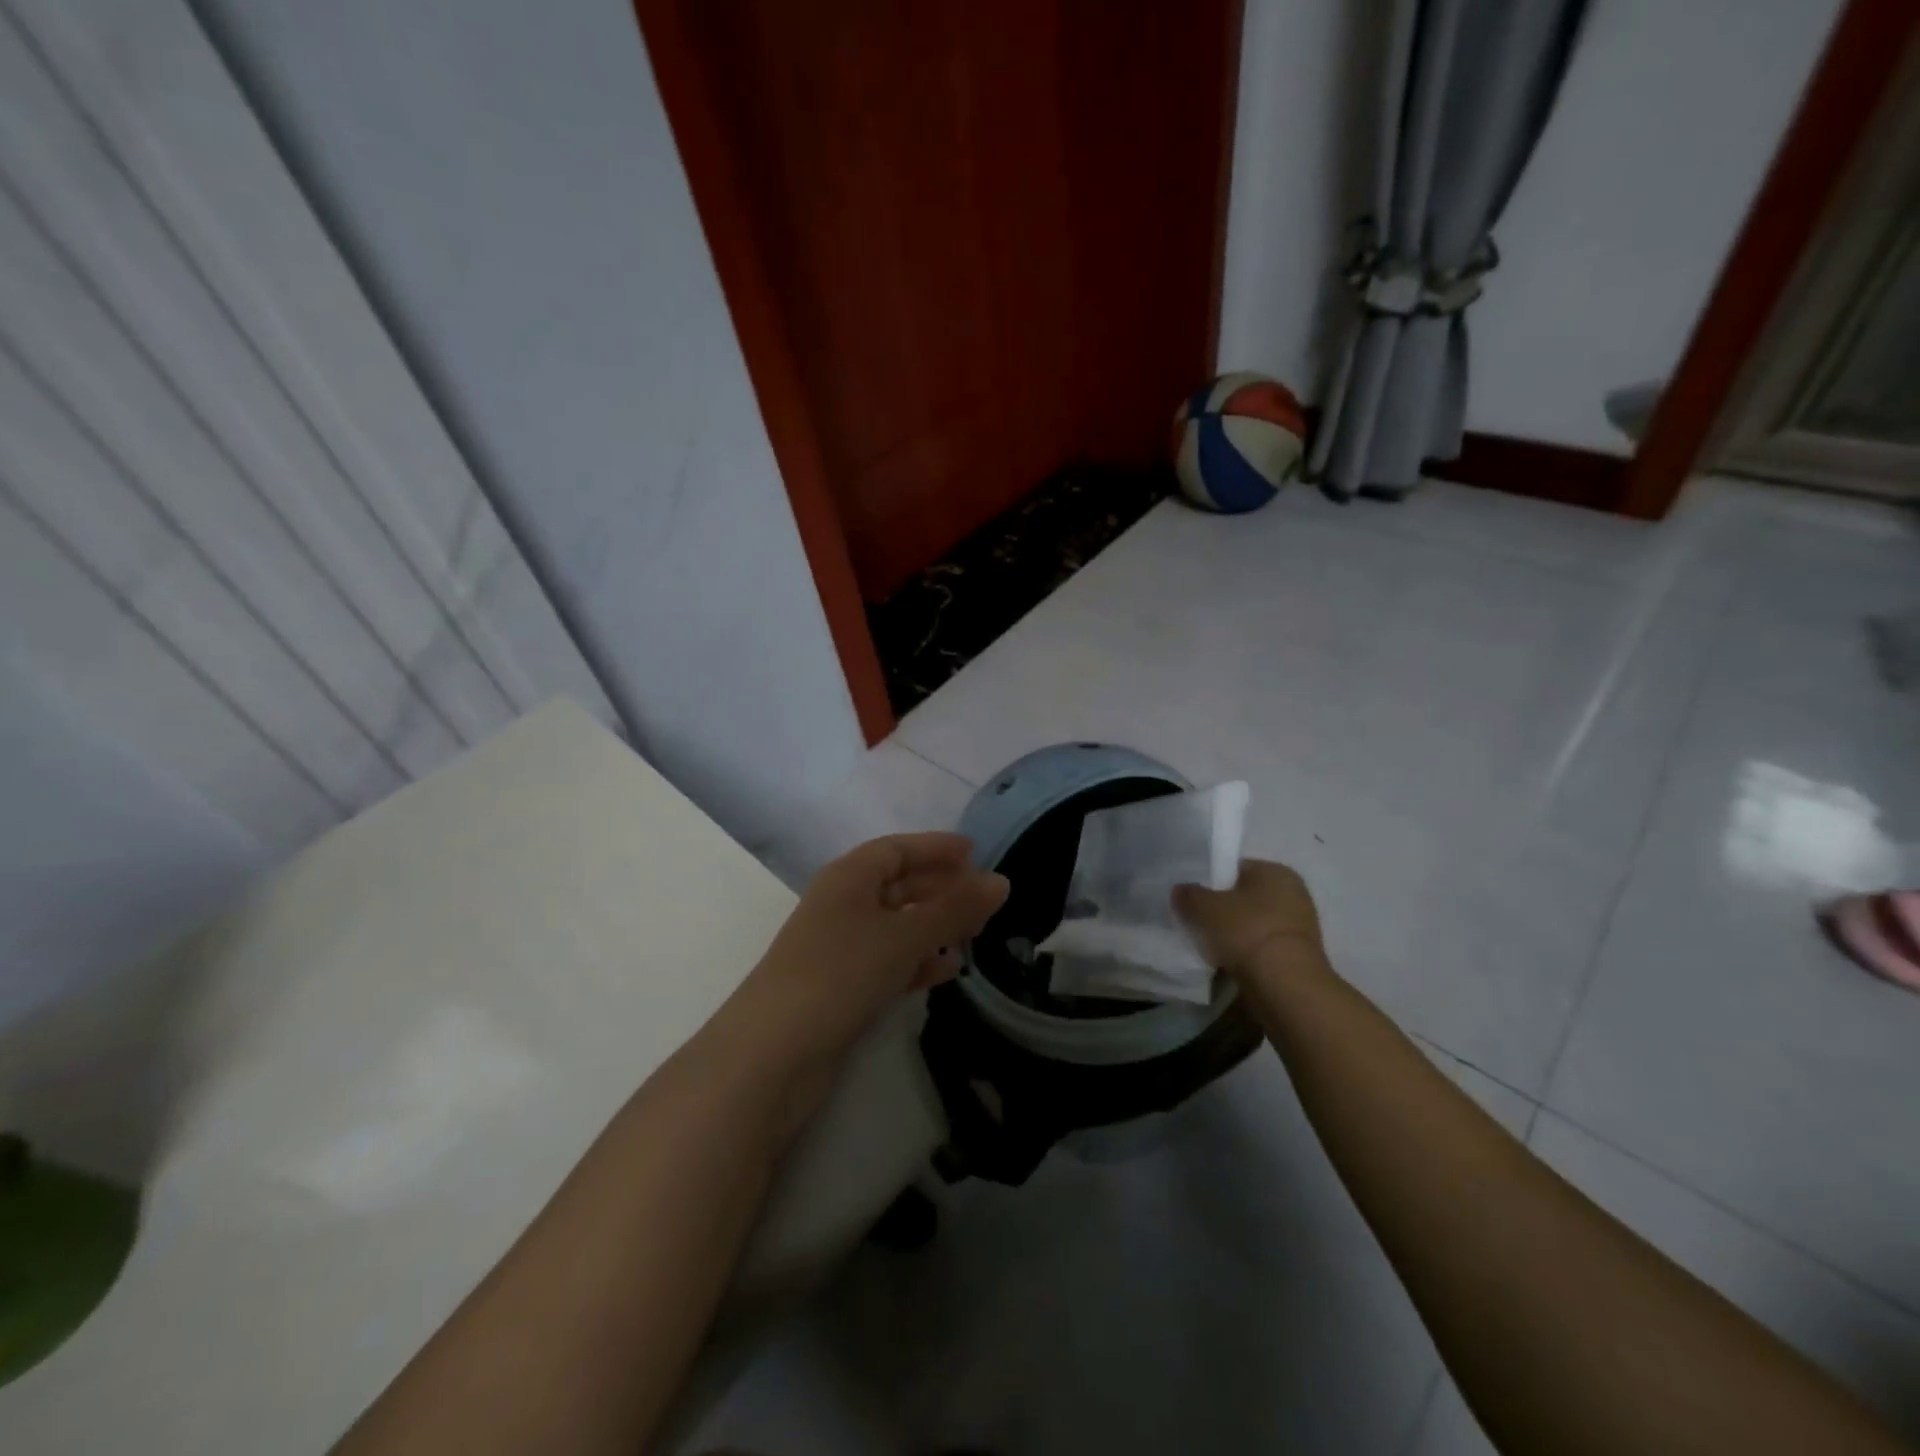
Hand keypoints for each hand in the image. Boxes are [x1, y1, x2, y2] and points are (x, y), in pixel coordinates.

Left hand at [742, 832, 1008, 1060]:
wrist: (773, 1053)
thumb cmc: (840, 973)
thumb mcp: (904, 935)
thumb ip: (954, 909)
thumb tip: (1001, 881)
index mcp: (848, 877)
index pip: (897, 849)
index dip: (935, 848)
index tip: (975, 852)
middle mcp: (841, 905)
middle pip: (897, 885)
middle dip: (939, 888)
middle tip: (983, 898)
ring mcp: (838, 948)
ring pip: (895, 925)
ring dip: (932, 926)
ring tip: (973, 934)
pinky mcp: (840, 987)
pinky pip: (887, 961)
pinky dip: (916, 960)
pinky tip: (945, 970)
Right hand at [1173, 859, 1327, 980]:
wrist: (1285, 986)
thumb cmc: (1246, 932)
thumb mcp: (1203, 906)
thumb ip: (1188, 894)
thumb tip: (1181, 891)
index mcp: (1276, 870)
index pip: (1235, 868)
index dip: (1210, 881)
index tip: (1191, 898)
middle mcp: (1294, 893)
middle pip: (1245, 898)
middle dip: (1222, 910)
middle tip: (1196, 922)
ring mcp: (1300, 927)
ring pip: (1254, 924)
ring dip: (1234, 934)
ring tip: (1209, 947)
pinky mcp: (1299, 957)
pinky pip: (1262, 948)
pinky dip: (1246, 954)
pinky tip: (1228, 964)